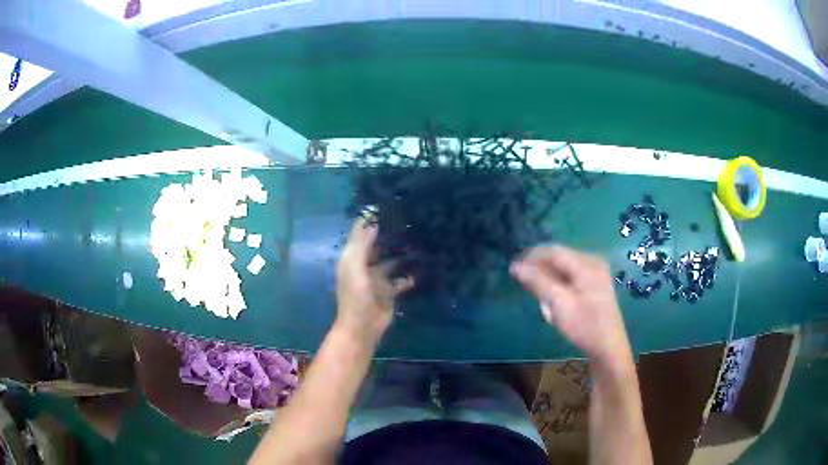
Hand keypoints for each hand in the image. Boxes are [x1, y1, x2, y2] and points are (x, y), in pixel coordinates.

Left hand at [335, 218, 414, 343]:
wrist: (363, 327)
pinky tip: (422, 267)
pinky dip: (409, 275)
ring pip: (391, 262)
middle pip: (378, 247)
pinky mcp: (389, 292)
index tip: (387, 209)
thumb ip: (362, 245)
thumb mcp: (355, 267)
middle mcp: (364, 266)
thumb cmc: (356, 296)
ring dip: (402, 255)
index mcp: (352, 259)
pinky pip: (401, 280)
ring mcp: (377, 280)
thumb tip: (372, 221)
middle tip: (410, 223)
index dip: (370, 223)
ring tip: (419, 242)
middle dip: (390, 237)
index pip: (361, 235)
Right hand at [510, 245, 631, 366]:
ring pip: (564, 268)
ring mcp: (597, 272)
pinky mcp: (596, 284)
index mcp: (587, 264)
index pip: (554, 251)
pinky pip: (572, 277)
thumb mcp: (558, 304)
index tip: (514, 270)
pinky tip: (555, 301)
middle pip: (560, 258)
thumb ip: (537, 282)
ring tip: (543, 301)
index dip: (532, 257)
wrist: (608, 348)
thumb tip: (515, 266)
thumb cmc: (584, 326)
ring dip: (549, 279)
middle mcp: (593, 262)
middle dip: (541, 271)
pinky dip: (559, 285)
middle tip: (527, 288)